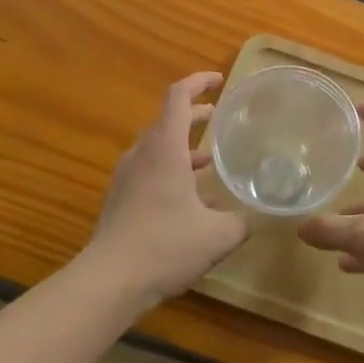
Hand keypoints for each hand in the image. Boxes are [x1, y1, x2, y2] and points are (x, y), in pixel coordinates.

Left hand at [92, 73, 246, 306]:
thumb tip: (254, 218)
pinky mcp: (119, 199)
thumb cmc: (166, 246)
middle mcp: (142, 155)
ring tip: (211, 160)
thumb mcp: (219, 235)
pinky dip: (171, 172)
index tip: (219, 81)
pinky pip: (149, 172)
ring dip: (184, 148)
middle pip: (167, 121)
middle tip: (219, 117)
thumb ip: (241, 221)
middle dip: (195, 115)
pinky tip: (192, 201)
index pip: (178, 97)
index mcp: (165, 149)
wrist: (109, 282)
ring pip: (158, 149)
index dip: (198, 82)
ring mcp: (127, 177)